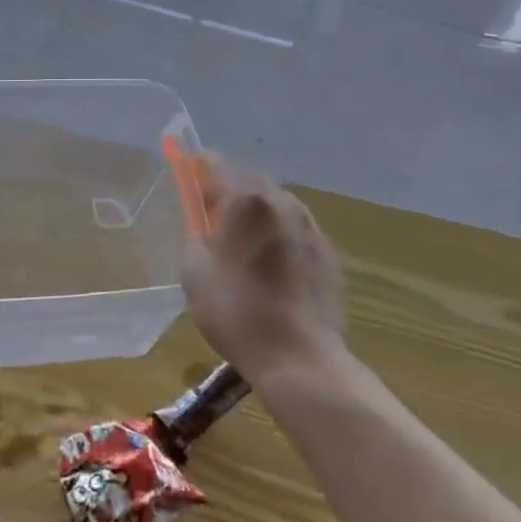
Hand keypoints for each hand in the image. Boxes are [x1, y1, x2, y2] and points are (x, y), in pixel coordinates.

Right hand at [181, 154, 347, 385]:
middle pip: (251, 181)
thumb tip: (200, 221)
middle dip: (231, 191)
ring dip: (259, 214)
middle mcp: (282, 202)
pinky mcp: (330, 254)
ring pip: (278, 205)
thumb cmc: (236, 311)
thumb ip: (194, 233)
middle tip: (213, 219)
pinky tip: (273, 269)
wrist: (300, 358)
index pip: (218, 163)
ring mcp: (311, 227)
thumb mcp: (194, 272)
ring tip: (246, 246)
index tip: (191, 181)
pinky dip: (282, 237)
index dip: (200, 169)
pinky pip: (298, 232)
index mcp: (246, 200)